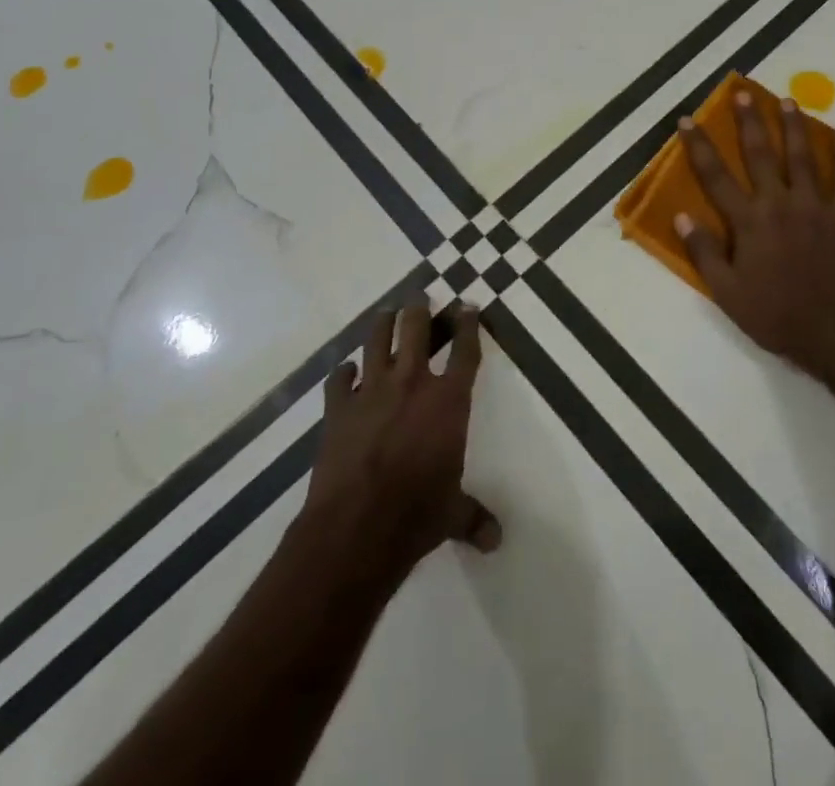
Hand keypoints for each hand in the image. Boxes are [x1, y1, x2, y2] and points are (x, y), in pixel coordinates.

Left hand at [302, 302, 501, 580]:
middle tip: (419, 295)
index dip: (468, 324)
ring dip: (382, 323)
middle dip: (419, 308)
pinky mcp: (338, 408)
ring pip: (376, 340)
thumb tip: (496, 540)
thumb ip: (474, 517)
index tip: (468, 306)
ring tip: (386, 312)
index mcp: (448, 400)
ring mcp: (371, 391)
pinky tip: (346, 372)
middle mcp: (412, 383)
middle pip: (416, 329)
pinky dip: (343, 373)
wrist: (356, 526)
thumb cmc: (416, 514)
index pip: (465, 351)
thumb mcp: (453, 514)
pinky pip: (339, 379)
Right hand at [675, 90, 834, 384]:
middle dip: (749, 121)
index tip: (688, 120)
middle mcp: (780, 203)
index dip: (699, 146)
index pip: (715, 176)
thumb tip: (682, 216)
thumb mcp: (727, 292)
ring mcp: (816, 207)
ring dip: (794, 127)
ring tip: (788, 100)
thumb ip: (704, 252)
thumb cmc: (776, 315)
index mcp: (749, 221)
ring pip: (803, 157)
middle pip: (760, 154)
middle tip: (743, 93)